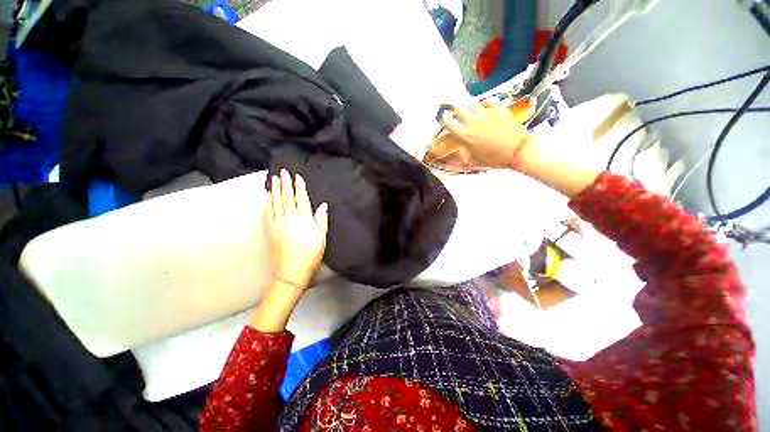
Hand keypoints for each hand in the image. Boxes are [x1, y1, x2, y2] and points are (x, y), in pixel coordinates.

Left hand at [267, 169, 328, 289]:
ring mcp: (278, 224)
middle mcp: (290, 219)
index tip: (297, 177)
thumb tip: (323, 205)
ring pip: (276, 203)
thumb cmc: (310, 255)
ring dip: (275, 190)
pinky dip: (268, 203)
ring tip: (274, 179)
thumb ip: (321, 220)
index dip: (299, 187)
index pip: (301, 200)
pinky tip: (268, 196)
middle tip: (283, 172)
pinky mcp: (271, 230)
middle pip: (287, 198)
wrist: (291, 272)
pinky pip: (269, 213)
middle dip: (285, 184)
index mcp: (304, 221)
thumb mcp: (321, 239)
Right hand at [439, 99, 531, 168]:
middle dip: (454, 111)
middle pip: (458, 109)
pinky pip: (488, 101)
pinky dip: (485, 103)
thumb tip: (457, 154)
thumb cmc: (494, 158)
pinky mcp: (497, 110)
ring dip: (468, 106)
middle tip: (455, 113)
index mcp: (464, 135)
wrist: (516, 150)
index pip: (448, 123)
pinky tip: (485, 107)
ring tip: (469, 109)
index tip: (443, 119)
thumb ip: (464, 154)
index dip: (443, 120)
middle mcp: (472, 122)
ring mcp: (485, 114)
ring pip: (472, 103)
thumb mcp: (474, 159)